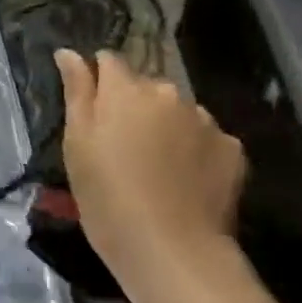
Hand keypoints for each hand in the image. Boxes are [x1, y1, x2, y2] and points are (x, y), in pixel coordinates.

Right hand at [54, 49, 245, 302]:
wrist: (171, 250)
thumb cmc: (107, 198)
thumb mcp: (77, 145)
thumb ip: (77, 92)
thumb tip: (69, 52)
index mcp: (126, 90)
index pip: (109, 61)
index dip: (99, 81)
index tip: (93, 111)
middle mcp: (169, 93)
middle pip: (146, 87)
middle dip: (134, 106)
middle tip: (122, 148)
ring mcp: (205, 120)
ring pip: (178, 112)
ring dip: (166, 127)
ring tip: (156, 169)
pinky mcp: (232, 149)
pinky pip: (206, 138)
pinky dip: (194, 151)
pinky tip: (185, 182)